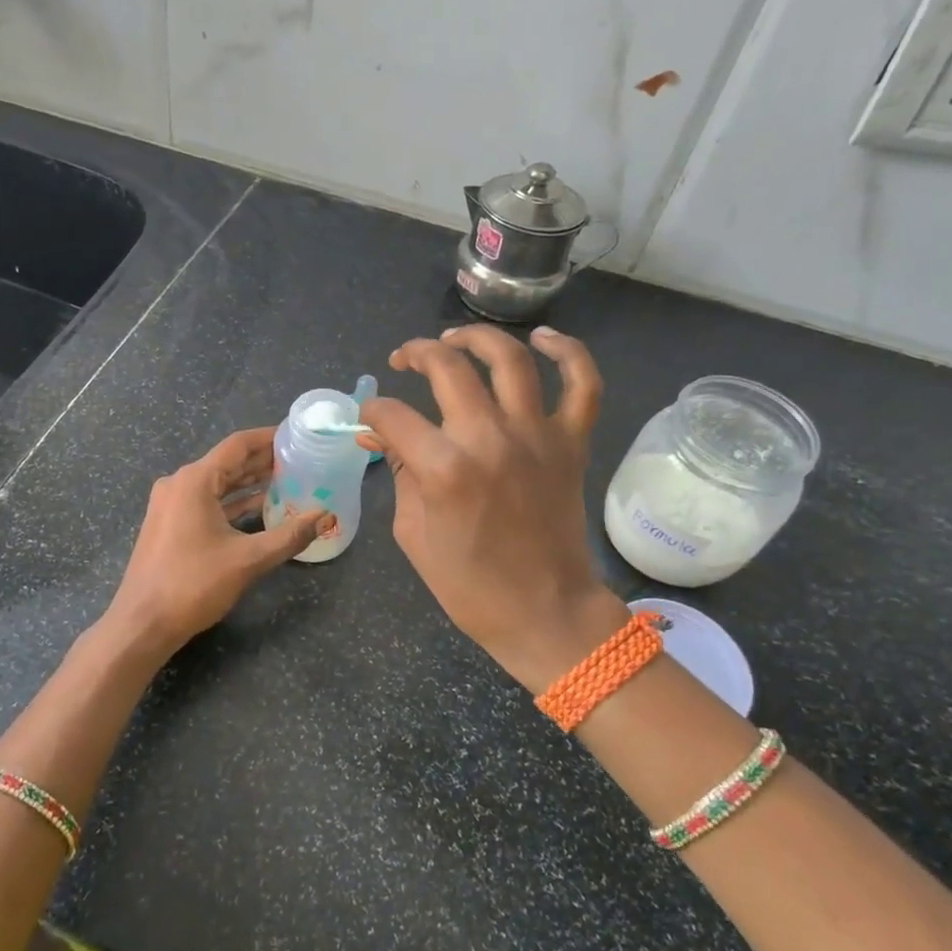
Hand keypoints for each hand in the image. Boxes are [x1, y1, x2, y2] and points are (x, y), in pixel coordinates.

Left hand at [104, 427, 330, 658]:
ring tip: (287, 480)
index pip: (237, 445)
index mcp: (194, 481)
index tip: (296, 435)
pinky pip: (207, 503)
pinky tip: (260, 508)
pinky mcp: (170, 525)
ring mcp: (171, 505)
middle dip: (263, 461)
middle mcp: (179, 484)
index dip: (268, 438)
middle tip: (300, 459)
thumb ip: (289, 535)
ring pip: (217, 484)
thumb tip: (326, 516)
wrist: (142, 623)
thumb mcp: (248, 559)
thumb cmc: (193, 584)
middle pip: (227, 462)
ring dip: (249, 482)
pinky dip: (233, 503)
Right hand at [359, 324, 627, 692]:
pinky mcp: (572, 443)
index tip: (369, 419)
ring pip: (509, 359)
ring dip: (476, 338)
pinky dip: (568, 352)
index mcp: (444, 468)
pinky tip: (541, 338)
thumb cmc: (469, 585)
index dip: (372, 412)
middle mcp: (489, 439)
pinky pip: (582, 384)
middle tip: (402, 360)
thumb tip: (379, 437)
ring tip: (454, 338)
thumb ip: (399, 473)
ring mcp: (537, 436)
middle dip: (415, 354)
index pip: (393, 415)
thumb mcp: (413, 533)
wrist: (545, 612)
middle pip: (447, 368)